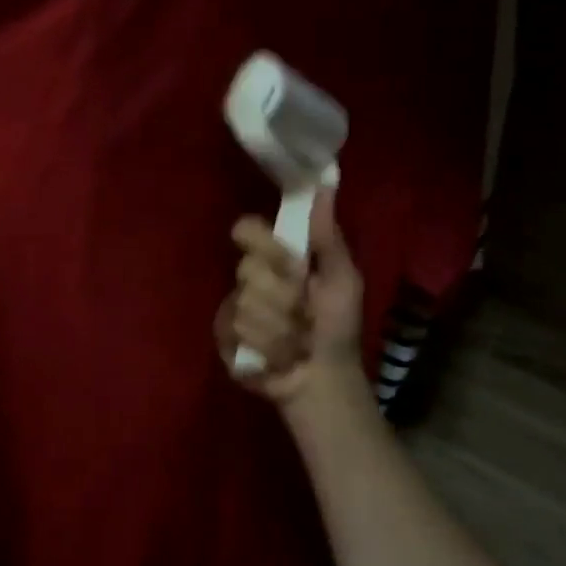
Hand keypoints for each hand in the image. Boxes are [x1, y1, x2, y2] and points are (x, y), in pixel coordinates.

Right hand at [215, 188, 364, 405]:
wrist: (323, 380)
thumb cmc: (337, 328)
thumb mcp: (343, 280)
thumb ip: (328, 238)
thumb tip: (326, 185)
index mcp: (275, 258)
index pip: (247, 230)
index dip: (261, 243)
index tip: (286, 261)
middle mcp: (249, 278)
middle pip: (248, 269)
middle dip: (284, 296)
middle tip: (304, 312)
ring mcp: (232, 308)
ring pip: (245, 304)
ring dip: (280, 328)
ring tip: (297, 342)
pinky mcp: (223, 337)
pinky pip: (235, 331)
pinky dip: (266, 347)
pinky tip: (278, 358)